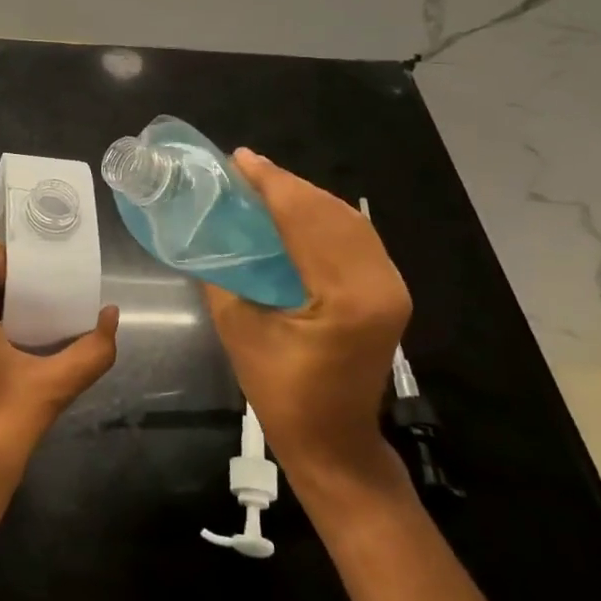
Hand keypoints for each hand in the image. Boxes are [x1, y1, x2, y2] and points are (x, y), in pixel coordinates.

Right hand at [202, 150, 410, 498]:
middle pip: (330, 212)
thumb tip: (208, 232)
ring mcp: (391, 287)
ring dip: (305, 197)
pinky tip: (295, 211)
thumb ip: (224, 275)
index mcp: (344, 297)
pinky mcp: (390, 292)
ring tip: (264, 183)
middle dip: (286, 184)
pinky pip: (356, 236)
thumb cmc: (282, 394)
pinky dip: (323, 216)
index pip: (304, 219)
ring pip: (347, 220)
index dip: (270, 183)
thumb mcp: (240, 331)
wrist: (335, 443)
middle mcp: (379, 284)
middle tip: (245, 168)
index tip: (239, 158)